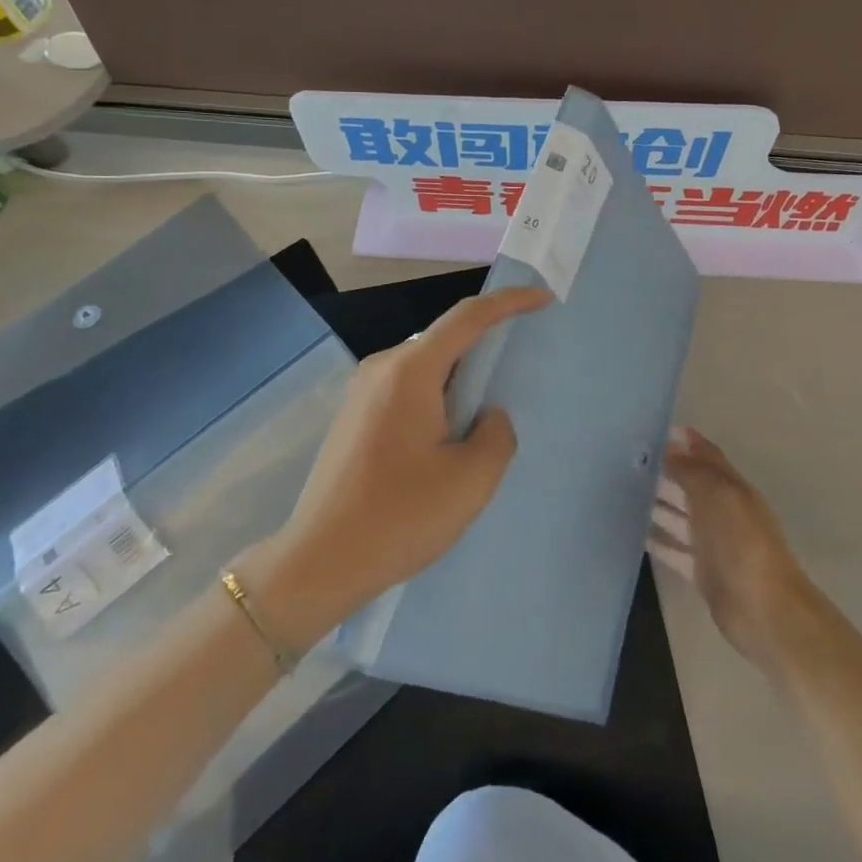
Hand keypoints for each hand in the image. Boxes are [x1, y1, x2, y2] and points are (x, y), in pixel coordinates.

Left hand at [242, 286, 552, 645]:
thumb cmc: (399, 517)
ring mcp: (361, 391)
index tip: (544, 298)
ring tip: (483, 417)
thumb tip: (486, 416)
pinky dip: (436, 398)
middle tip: (518, 371)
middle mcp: (382, 367)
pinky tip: (446, 438)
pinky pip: (407, 389)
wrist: (317, 562)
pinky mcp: (353, 416)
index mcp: (411, 370)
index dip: (510, 302)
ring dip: (459, 380)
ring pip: (426, 367)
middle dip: (485, 347)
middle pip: (445, 340)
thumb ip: (497, 435)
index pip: (469, 317)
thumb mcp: (471, 480)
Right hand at [648, 427, 816, 670]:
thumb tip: (671, 448)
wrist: (763, 609)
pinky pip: (676, 551)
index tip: (659, 431)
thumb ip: (692, 470)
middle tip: (630, 462)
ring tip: (625, 493)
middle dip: (666, 472)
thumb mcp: (717, 495)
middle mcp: (723, 512)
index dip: (688, 442)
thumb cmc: (741, 542)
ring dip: (658, 505)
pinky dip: (659, 542)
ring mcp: (713, 544)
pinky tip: (636, 534)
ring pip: (681, 518)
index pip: (708, 457)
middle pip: (691, 486)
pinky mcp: (703, 573)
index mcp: (733, 489)